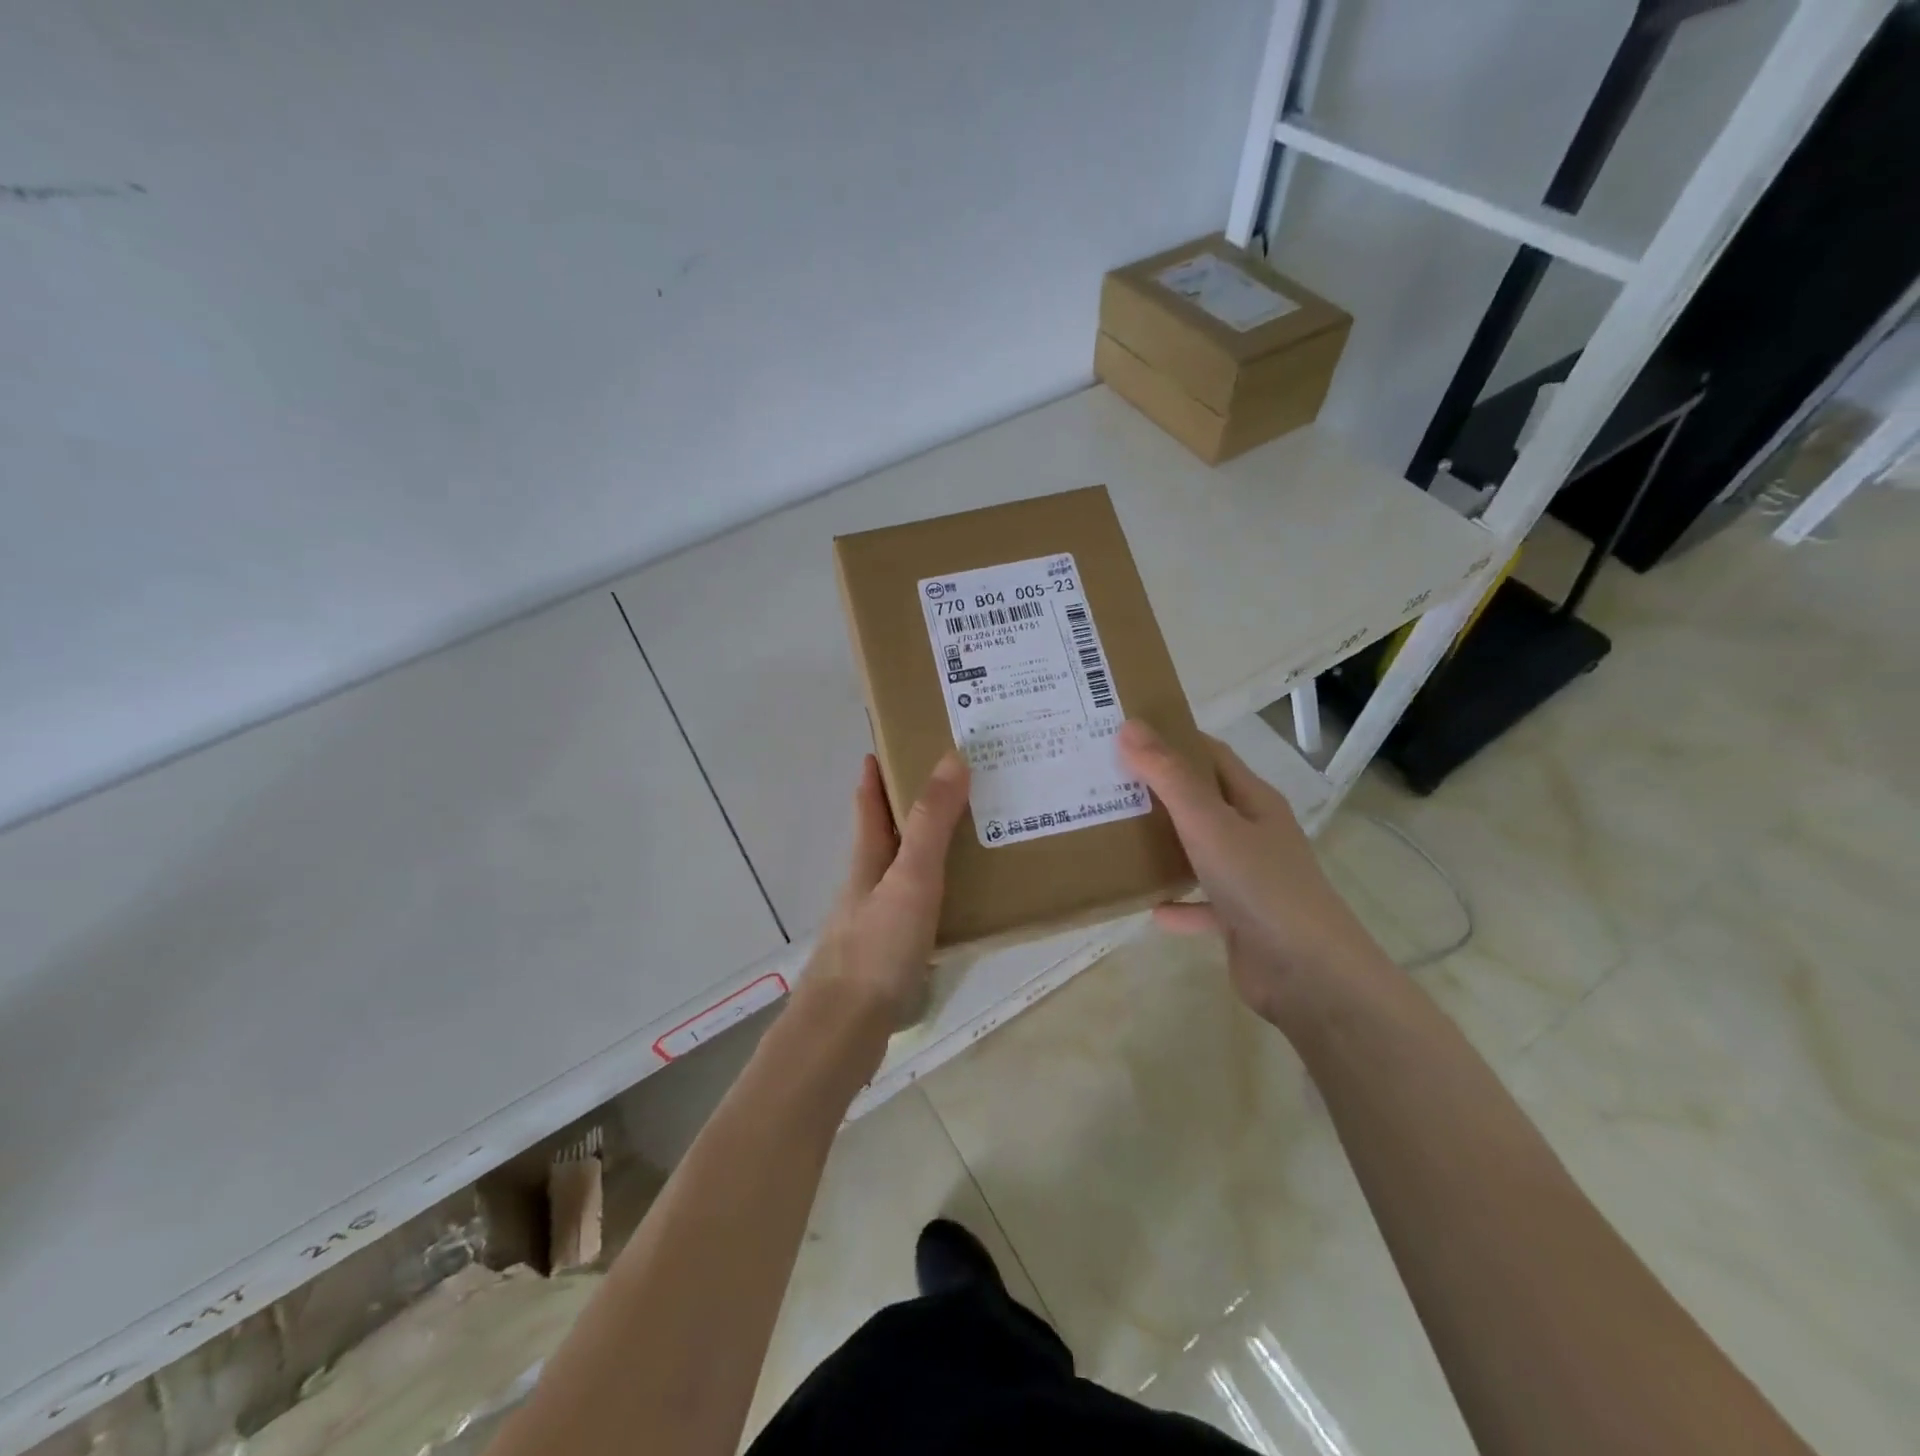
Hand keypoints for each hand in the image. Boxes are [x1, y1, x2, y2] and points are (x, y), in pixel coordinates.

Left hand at [802, 751, 970, 1030]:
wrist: (846, 1028)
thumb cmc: (878, 946)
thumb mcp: (911, 877)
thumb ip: (932, 823)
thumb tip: (952, 758)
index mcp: (868, 858)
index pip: (869, 802)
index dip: (876, 772)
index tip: (891, 741)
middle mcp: (869, 883)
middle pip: (887, 834)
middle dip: (912, 806)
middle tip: (957, 785)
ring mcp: (877, 919)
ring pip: (904, 870)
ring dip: (929, 849)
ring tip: (973, 837)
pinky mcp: (890, 952)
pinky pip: (919, 905)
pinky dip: (939, 890)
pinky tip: (963, 901)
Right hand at [1118, 720, 1384, 1022]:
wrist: (1306, 974)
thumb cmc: (1259, 884)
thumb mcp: (1208, 823)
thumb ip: (1169, 776)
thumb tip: (1130, 727)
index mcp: (1254, 801)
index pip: (1212, 756)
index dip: (1174, 739)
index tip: (1127, 734)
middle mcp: (1255, 833)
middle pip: (1203, 801)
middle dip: (1160, 790)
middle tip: (1109, 780)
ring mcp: (1250, 878)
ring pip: (1200, 851)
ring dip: (1165, 844)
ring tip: (1118, 835)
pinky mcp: (1241, 919)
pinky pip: (1201, 904)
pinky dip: (1177, 903)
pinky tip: (1147, 906)